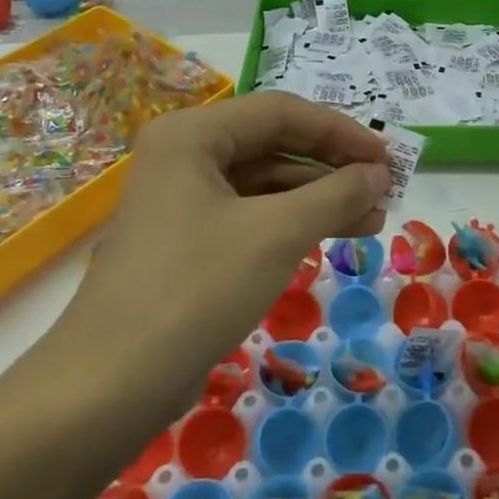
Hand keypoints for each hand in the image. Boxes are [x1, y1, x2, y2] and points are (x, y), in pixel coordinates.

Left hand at [53, 93, 390, 393]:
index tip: (389, 159)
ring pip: (266, 184)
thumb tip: (379, 174)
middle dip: (333, 168)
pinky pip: (251, 215)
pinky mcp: (187, 240)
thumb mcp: (277, 234)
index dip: (342, 132)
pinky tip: (332, 237)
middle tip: (385, 191)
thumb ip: (336, 194)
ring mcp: (183, 200)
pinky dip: (292, 223)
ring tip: (372, 220)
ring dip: (319, 198)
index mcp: (194, 135)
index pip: (283, 113)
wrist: (110, 385)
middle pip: (274, 145)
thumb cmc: (197, 289)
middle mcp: (185, 155)